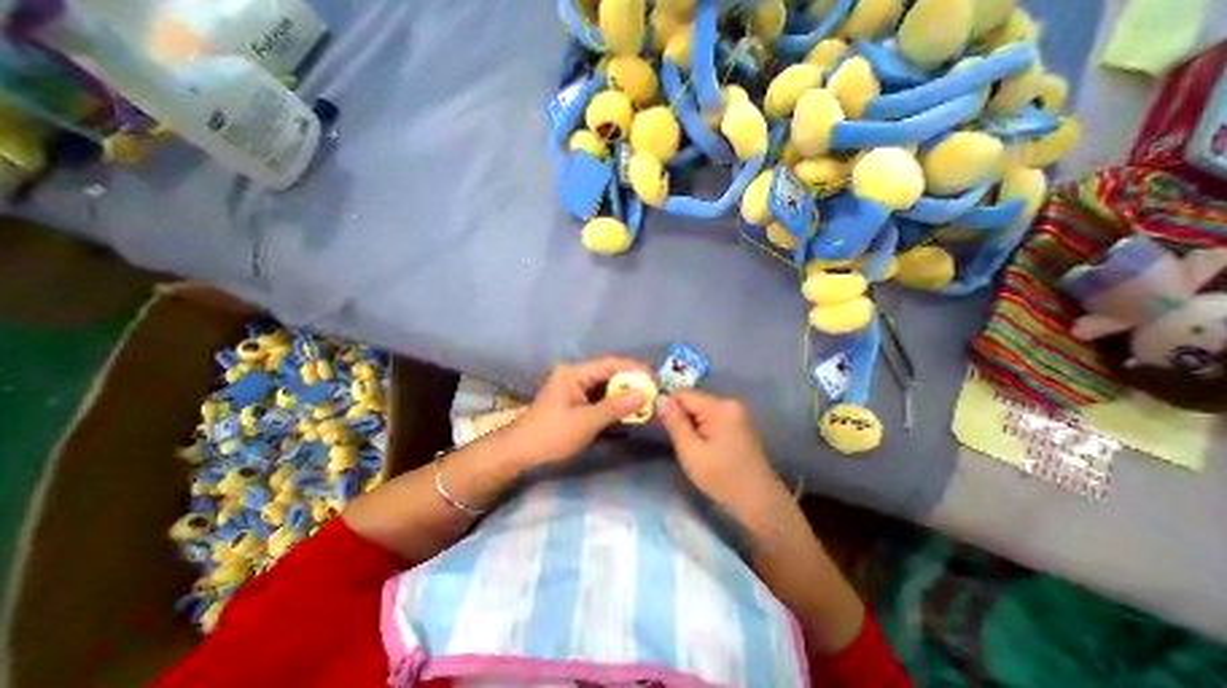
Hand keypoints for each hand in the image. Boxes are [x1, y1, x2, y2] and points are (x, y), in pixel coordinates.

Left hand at [499, 360, 650, 467]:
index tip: (654, 378)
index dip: (634, 369)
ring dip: (625, 394)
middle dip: (631, 383)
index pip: (610, 364)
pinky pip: (601, 398)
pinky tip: (629, 411)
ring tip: (647, 401)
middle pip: (609, 374)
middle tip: (654, 392)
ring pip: (607, 386)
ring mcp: (576, 388)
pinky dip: (615, 404)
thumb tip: (644, 393)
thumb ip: (616, 406)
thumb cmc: (551, 434)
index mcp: (574, 373)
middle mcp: (576, 375)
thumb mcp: (586, 421)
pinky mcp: (577, 401)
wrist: (521, 452)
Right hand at [655, 393, 767, 500]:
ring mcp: (737, 413)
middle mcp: (730, 403)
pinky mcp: (740, 423)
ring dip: (692, 425)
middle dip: (682, 418)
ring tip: (693, 448)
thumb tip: (661, 398)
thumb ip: (674, 422)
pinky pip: (712, 417)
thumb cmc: (722, 477)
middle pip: (693, 400)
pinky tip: (706, 448)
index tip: (663, 428)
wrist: (760, 501)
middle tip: (680, 443)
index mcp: (719, 407)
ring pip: (701, 410)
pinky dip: (703, 428)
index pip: (683, 393)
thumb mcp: (690, 451)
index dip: (669, 407)